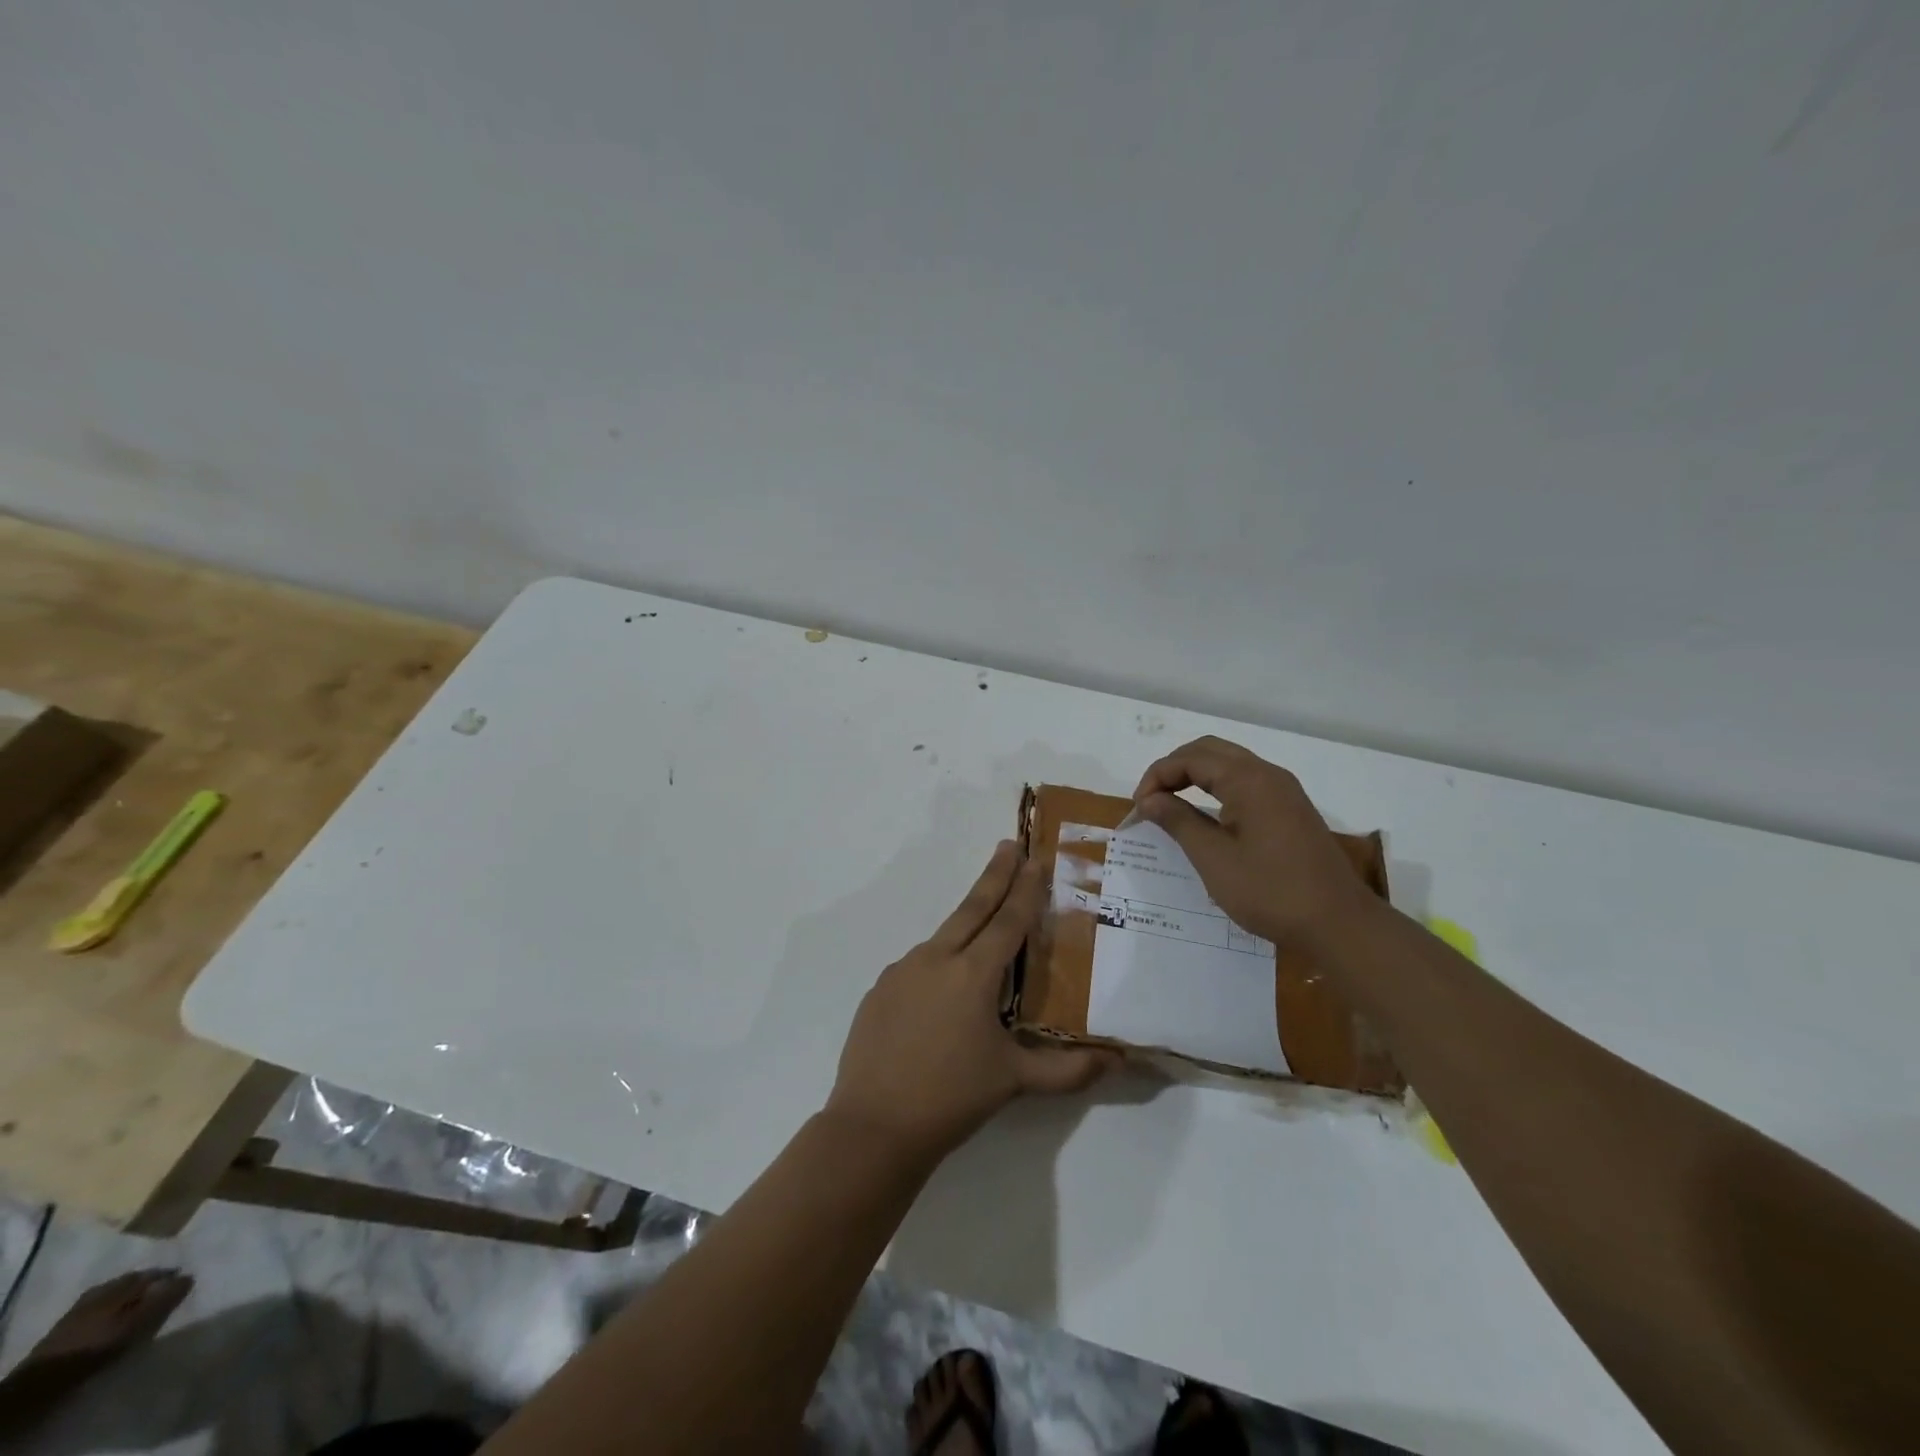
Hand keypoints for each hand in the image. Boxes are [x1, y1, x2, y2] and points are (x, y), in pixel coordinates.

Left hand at [825, 841, 1114, 1164]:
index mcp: (972, 974)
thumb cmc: (951, 1098)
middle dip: (994, 875)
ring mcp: (902, 972)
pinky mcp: (880, 990)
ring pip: (943, 938)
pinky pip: (917, 967)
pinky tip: (942, 990)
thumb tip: (1118, 1061)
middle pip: (971, 908)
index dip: (1025, 889)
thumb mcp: (1015, 1081)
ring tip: (984, 927)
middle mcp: (935, 960)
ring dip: (965, 924)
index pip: (1007, 920)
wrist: (873, 1126)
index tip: (1034, 857)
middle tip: (1008, 845)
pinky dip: (938, 964)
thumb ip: (1069, 1069)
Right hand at [1133, 736, 1379, 950]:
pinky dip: (1216, 788)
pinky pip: (1245, 782)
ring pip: (1229, 764)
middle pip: (1210, 751)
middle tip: (1151, 800)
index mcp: (1248, 780)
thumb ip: (1178, 821)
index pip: (1190, 758)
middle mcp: (1268, 775)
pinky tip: (1206, 815)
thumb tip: (1149, 799)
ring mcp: (1284, 791)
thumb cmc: (1270, 891)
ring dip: (1195, 776)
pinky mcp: (1290, 810)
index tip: (1138, 808)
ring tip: (1170, 805)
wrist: (1338, 924)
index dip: (1157, 777)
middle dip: (1174, 769)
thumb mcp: (1213, 858)